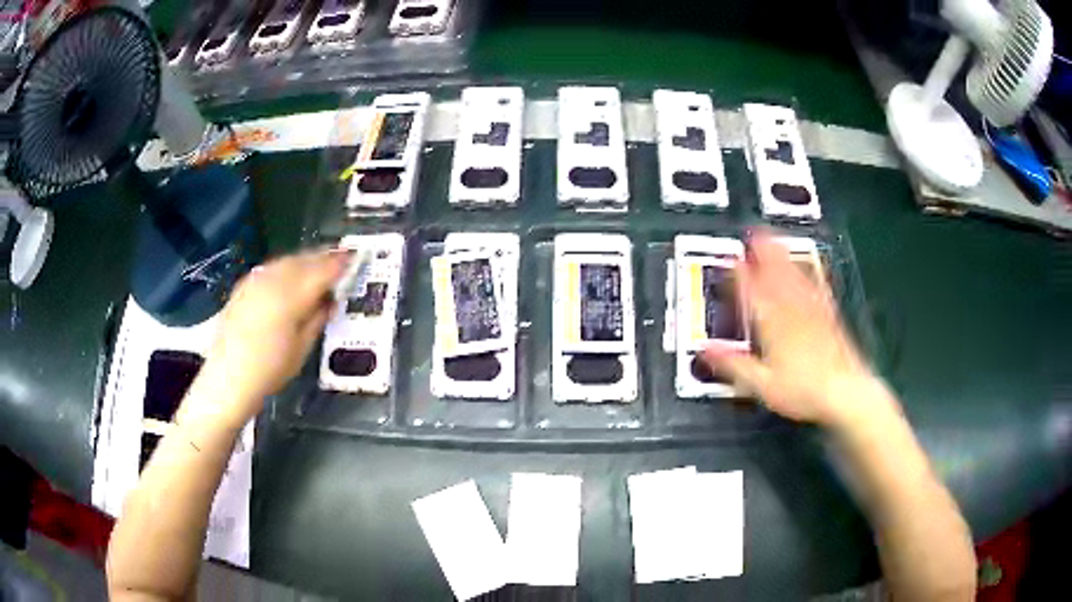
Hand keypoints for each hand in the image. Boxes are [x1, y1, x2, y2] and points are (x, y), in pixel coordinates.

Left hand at [181, 249, 350, 428]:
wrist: (229, 378)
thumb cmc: (270, 371)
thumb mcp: (302, 349)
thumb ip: (318, 318)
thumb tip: (329, 300)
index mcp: (292, 297)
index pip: (323, 271)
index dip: (341, 263)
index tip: (354, 258)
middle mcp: (274, 281)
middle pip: (305, 259)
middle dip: (323, 258)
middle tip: (339, 260)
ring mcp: (256, 281)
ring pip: (288, 260)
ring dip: (305, 260)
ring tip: (317, 266)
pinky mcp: (244, 285)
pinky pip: (272, 267)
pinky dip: (286, 267)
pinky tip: (290, 276)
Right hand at [700, 232, 888, 429]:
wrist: (845, 391)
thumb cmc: (802, 390)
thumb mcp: (762, 384)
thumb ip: (733, 364)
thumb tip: (705, 351)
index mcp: (774, 324)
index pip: (752, 292)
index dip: (740, 275)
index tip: (731, 259)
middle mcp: (793, 310)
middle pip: (776, 275)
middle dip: (764, 253)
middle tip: (754, 233)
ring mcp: (813, 309)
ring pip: (795, 275)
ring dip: (783, 255)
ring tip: (774, 239)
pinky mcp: (829, 315)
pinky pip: (816, 285)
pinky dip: (809, 272)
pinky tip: (809, 266)